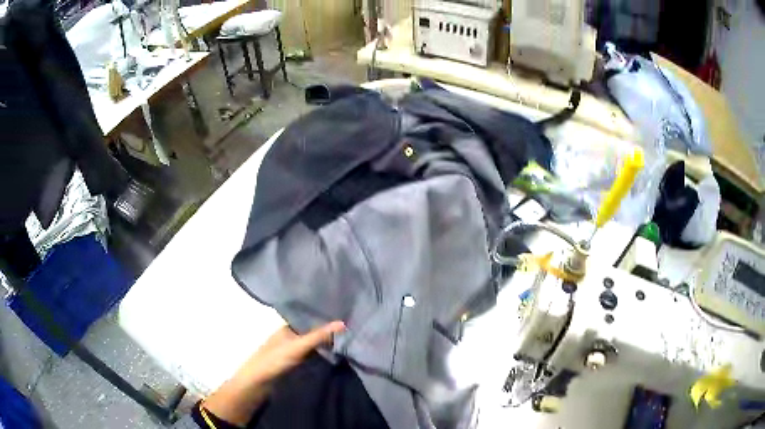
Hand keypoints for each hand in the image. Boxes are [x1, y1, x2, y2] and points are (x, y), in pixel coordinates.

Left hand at [202, 321, 344, 425]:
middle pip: (313, 331)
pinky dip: (323, 354)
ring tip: (352, 340)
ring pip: (314, 344)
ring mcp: (292, 350)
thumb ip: (318, 336)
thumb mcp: (297, 346)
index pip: (310, 317)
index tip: (348, 315)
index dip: (326, 317)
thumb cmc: (273, 360)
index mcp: (288, 326)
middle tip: (354, 328)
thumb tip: (343, 322)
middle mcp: (290, 335)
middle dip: (329, 331)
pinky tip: (338, 355)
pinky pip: (313, 355)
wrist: (257, 383)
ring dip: (327, 343)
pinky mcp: (295, 363)